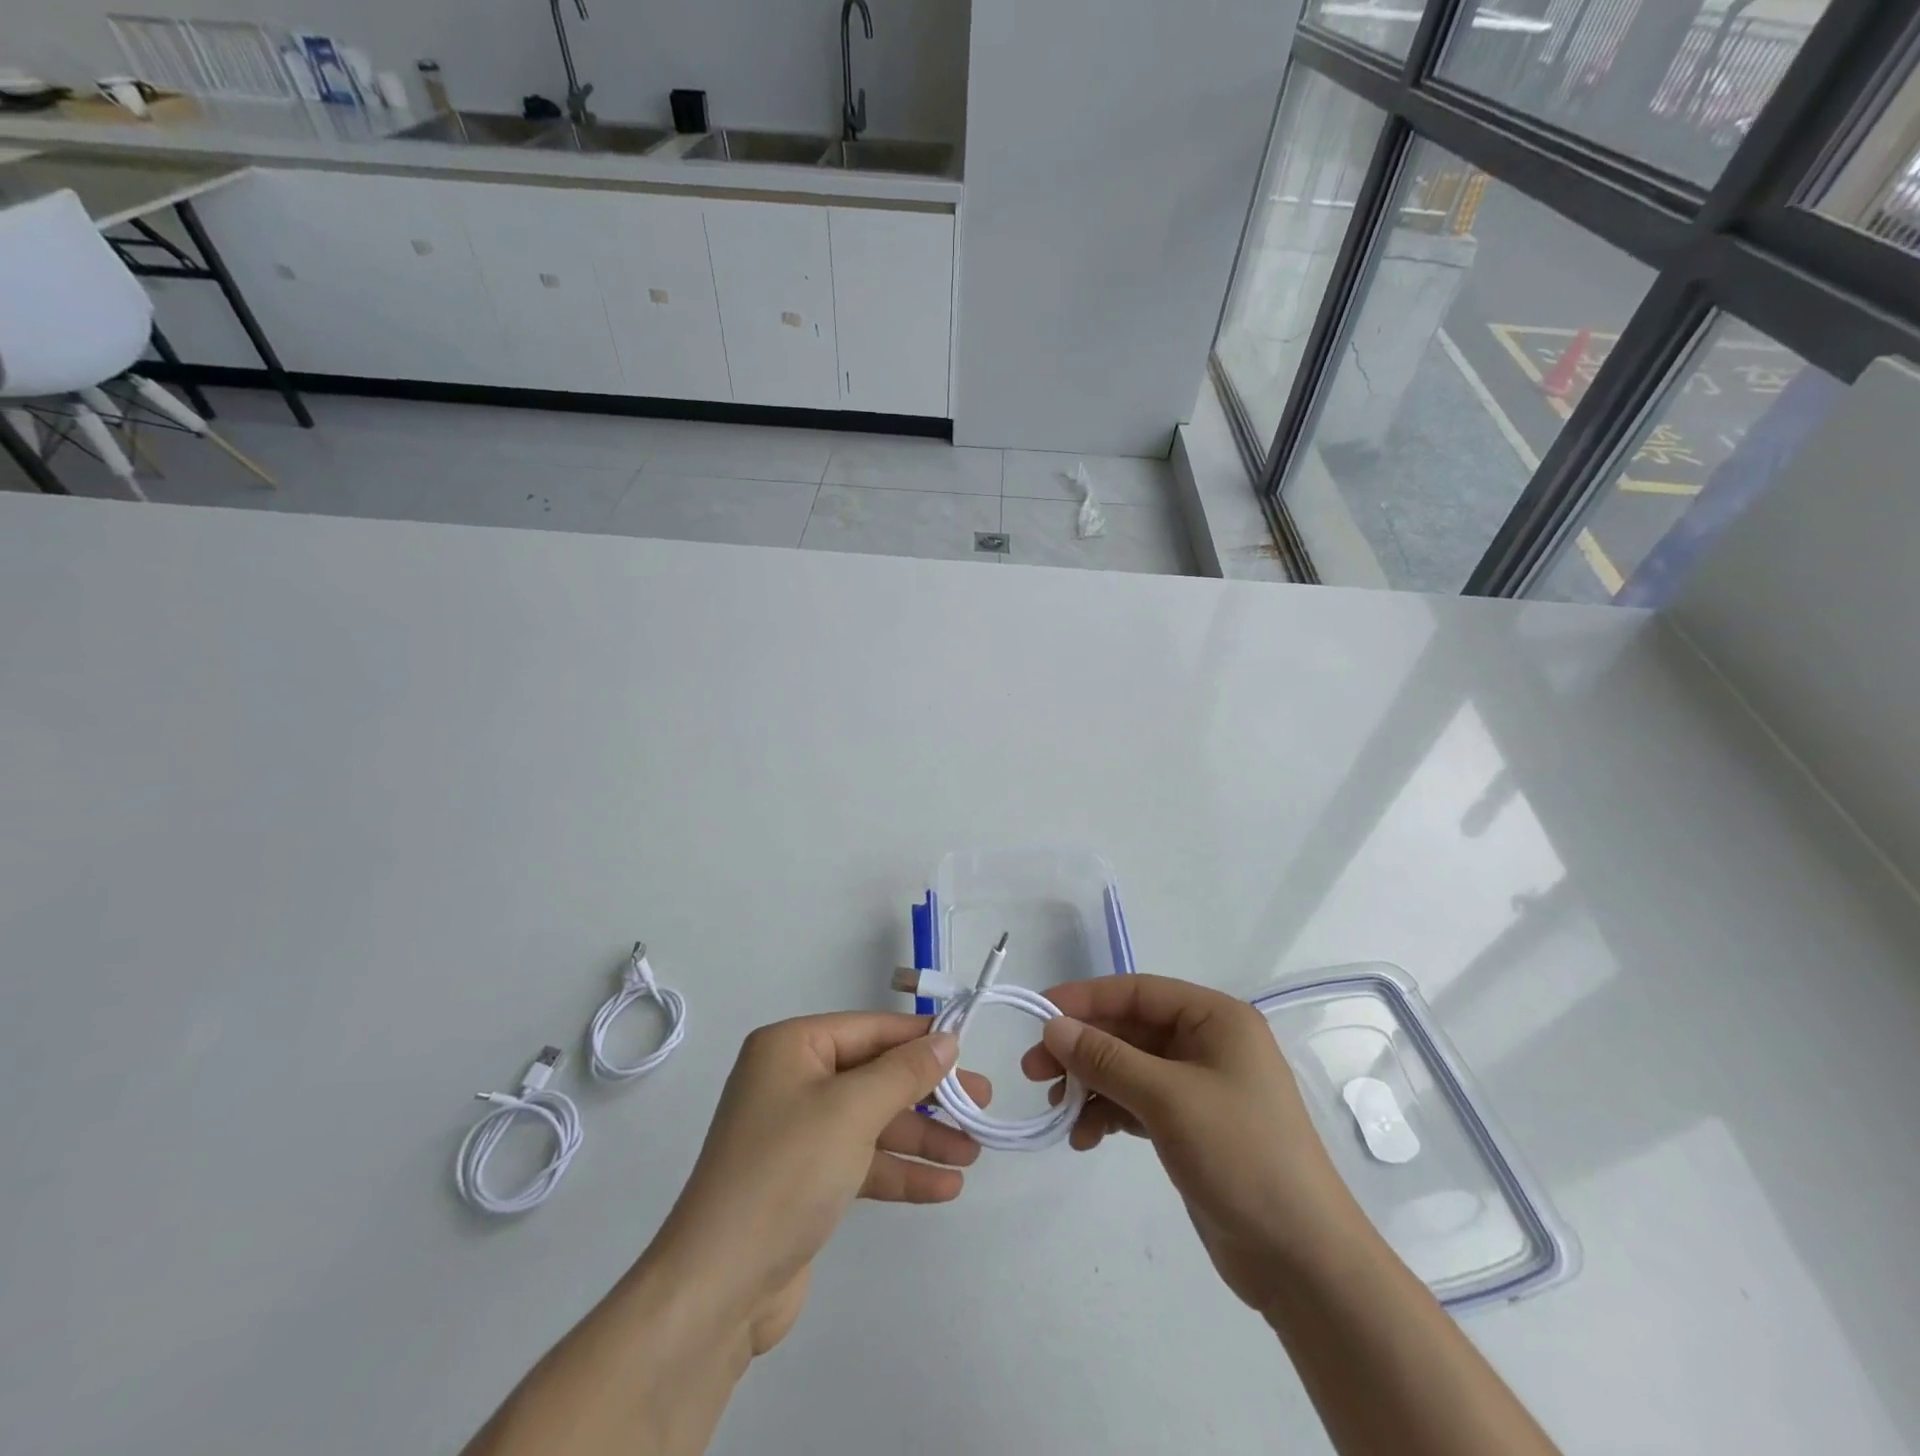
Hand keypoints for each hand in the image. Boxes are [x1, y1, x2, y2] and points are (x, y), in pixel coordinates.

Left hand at [645, 1012, 990, 1355]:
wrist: (719, 1288)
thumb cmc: (786, 1172)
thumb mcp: (852, 1111)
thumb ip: (905, 1072)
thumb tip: (947, 1039)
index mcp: (792, 1047)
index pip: (870, 1030)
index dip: (921, 1038)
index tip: (971, 1046)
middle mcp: (793, 1080)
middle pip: (875, 1076)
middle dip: (928, 1093)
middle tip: (982, 1104)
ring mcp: (798, 1132)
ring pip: (873, 1121)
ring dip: (922, 1136)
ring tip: (973, 1151)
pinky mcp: (806, 1180)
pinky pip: (863, 1161)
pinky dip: (900, 1170)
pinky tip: (945, 1187)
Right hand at [1022, 975, 1365, 1316]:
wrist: (1302, 1260)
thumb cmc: (1241, 1156)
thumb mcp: (1168, 1099)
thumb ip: (1107, 1058)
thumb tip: (1053, 1026)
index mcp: (1215, 1019)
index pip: (1137, 992)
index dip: (1086, 999)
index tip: (1039, 1014)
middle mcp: (1207, 1043)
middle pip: (1129, 1031)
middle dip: (1081, 1049)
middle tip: (1033, 1071)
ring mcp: (1199, 1087)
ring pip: (1128, 1068)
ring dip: (1090, 1084)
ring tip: (1057, 1110)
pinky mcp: (1190, 1126)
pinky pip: (1137, 1103)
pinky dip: (1108, 1114)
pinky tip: (1084, 1137)